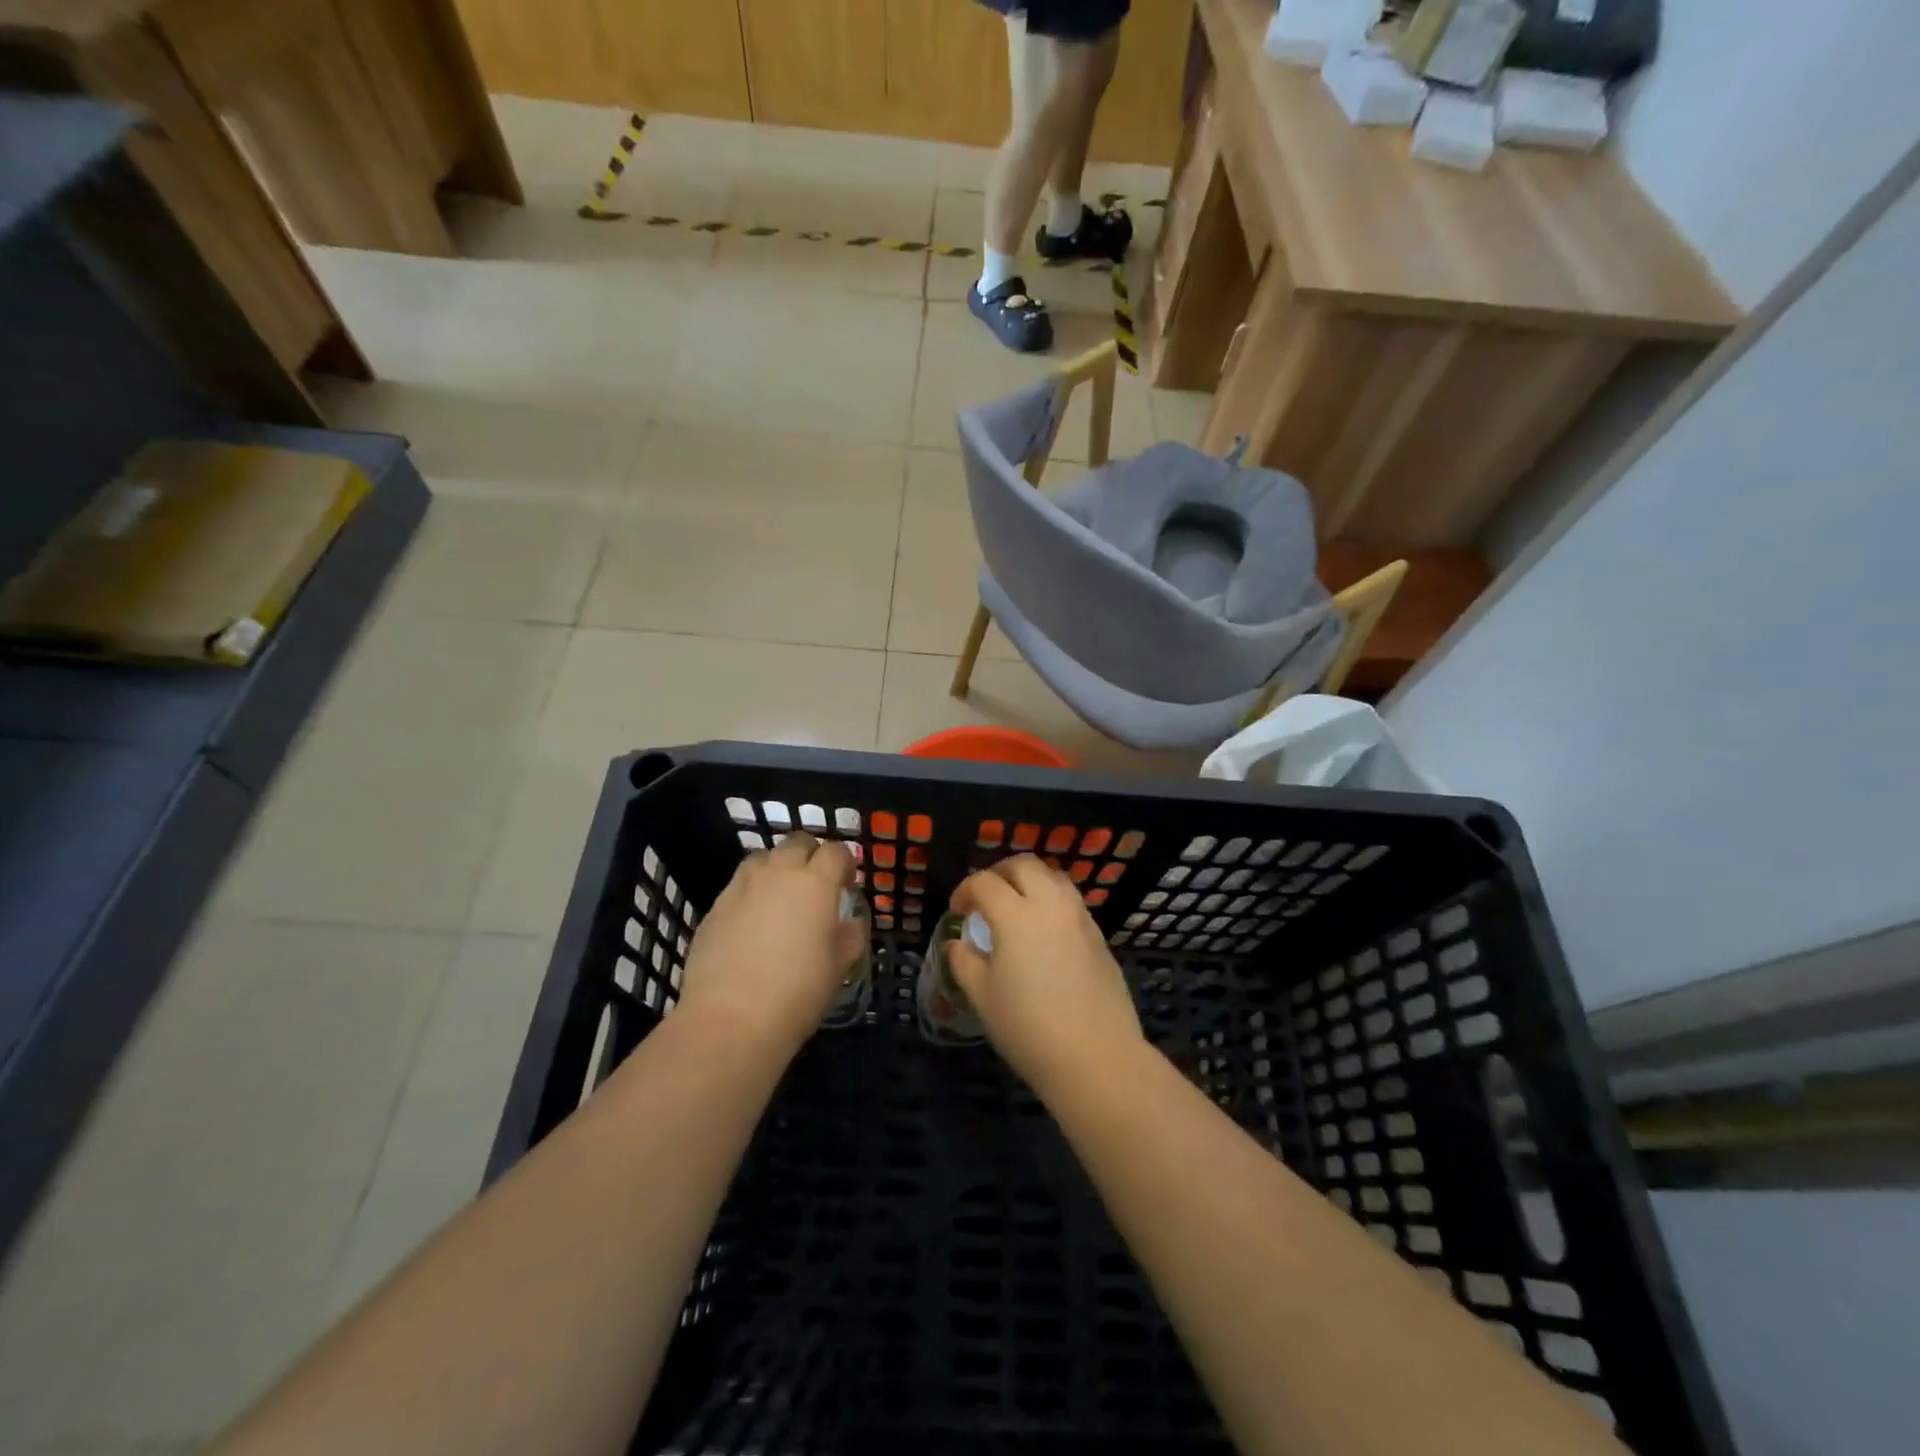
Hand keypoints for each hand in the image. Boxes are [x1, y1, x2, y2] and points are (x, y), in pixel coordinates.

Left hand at [677, 833, 865, 1057]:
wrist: (731, 1018)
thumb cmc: (799, 991)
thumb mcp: (840, 966)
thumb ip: (851, 935)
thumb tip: (851, 922)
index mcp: (816, 883)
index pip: (837, 852)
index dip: (845, 864)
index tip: (847, 884)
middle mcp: (779, 873)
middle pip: (798, 843)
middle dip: (811, 855)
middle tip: (815, 884)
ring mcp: (742, 886)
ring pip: (763, 858)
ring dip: (777, 867)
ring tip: (780, 895)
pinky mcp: (716, 906)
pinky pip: (739, 885)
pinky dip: (751, 892)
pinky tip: (752, 920)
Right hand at [947, 855, 1145, 1099]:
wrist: (1096, 1058)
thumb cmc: (1029, 1029)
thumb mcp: (983, 998)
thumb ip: (965, 962)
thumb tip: (958, 943)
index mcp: (1016, 915)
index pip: (984, 883)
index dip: (965, 891)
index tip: (958, 912)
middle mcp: (1050, 905)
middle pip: (1024, 865)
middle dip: (999, 873)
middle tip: (986, 898)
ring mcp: (1080, 918)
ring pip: (1053, 877)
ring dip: (1030, 881)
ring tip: (1016, 907)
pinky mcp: (1099, 936)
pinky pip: (1071, 901)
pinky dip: (1052, 901)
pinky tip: (1044, 932)